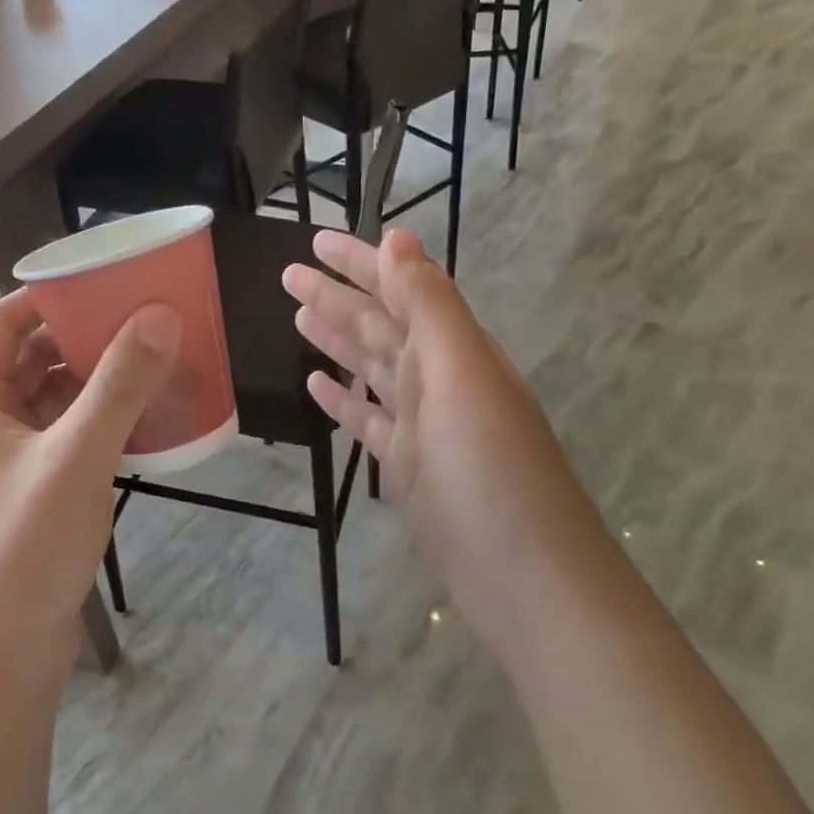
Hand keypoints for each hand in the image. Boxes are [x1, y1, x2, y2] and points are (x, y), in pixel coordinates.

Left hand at [0, 289, 180, 662]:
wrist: (3, 653)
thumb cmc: (25, 549)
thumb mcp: (76, 459)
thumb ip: (118, 387)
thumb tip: (159, 316)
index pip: (2, 322)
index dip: (48, 294)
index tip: (104, 280)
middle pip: (30, 356)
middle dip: (82, 334)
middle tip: (139, 315)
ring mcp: (7, 458)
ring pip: (51, 396)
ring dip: (95, 376)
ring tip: (149, 357)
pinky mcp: (32, 487)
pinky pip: (66, 432)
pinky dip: (99, 416)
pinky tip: (140, 414)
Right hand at [283, 229, 587, 641]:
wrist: (525, 575)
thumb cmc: (492, 468)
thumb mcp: (461, 375)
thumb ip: (428, 306)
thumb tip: (398, 238)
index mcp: (453, 349)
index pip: (400, 288)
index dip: (360, 262)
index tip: (316, 240)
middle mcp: (438, 378)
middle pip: (379, 324)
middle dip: (336, 295)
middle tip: (288, 274)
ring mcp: (421, 424)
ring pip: (370, 368)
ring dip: (336, 340)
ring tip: (297, 315)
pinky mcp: (406, 466)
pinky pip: (367, 420)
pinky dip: (342, 399)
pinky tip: (316, 385)